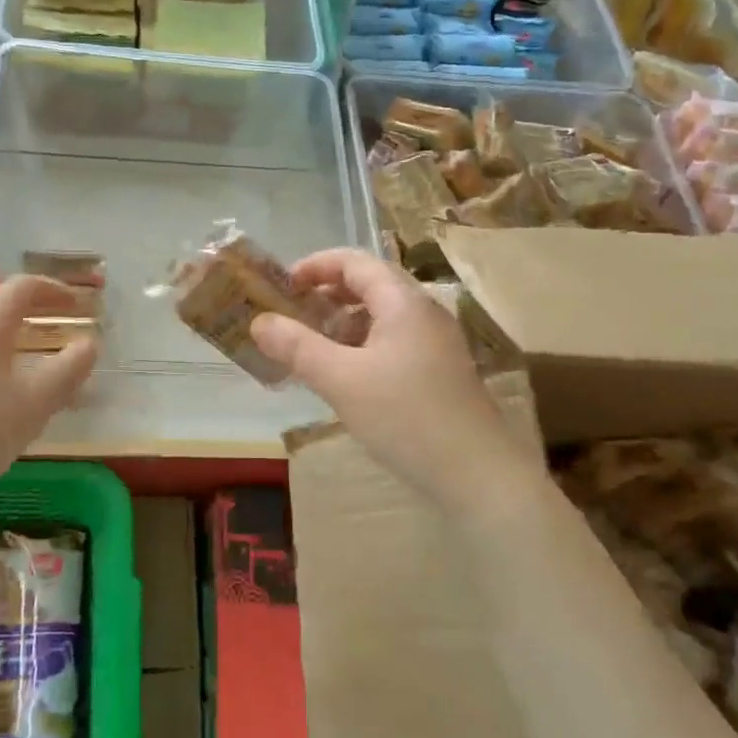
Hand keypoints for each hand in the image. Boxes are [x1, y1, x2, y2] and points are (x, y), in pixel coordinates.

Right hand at [251, 249, 525, 497]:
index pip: (354, 261)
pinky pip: (392, 341)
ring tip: (310, 346)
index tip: (282, 286)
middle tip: (291, 314)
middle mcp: (423, 313)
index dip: (315, 266)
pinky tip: (344, 376)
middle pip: (369, 284)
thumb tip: (258, 321)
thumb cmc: (406, 418)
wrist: (479, 476)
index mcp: (403, 302)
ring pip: (381, 315)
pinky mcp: (439, 371)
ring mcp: (435, 343)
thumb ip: (297, 347)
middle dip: (326, 293)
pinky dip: (361, 345)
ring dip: (342, 322)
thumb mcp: (341, 380)